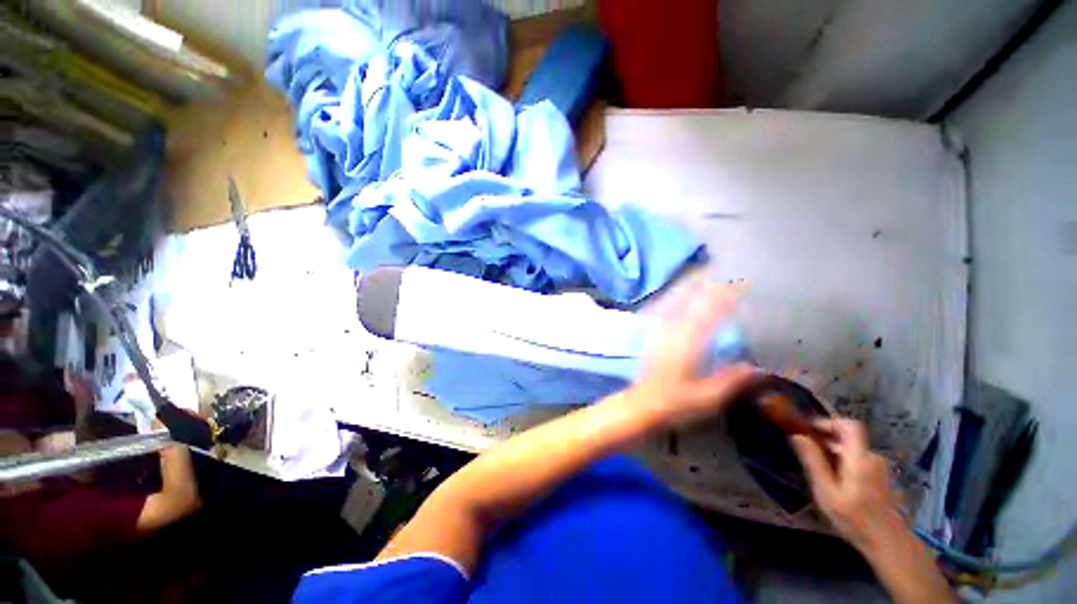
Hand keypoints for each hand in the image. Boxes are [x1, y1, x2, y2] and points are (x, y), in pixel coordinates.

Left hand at [626, 283, 758, 427]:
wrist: (641, 405)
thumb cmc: (674, 403)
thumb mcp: (708, 397)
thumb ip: (732, 381)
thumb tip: (757, 368)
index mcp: (688, 344)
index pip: (709, 314)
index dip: (724, 299)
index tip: (739, 286)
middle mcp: (673, 333)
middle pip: (692, 305)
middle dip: (709, 292)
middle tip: (726, 281)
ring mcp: (661, 335)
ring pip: (678, 307)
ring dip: (693, 296)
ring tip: (707, 285)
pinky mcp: (655, 340)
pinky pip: (669, 315)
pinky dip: (679, 306)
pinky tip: (682, 305)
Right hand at [791, 419, 905, 554]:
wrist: (887, 542)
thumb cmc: (853, 517)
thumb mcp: (826, 491)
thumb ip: (813, 461)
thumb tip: (797, 435)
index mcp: (859, 457)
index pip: (849, 425)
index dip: (829, 422)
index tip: (809, 430)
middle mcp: (871, 457)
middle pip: (847, 437)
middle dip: (825, 440)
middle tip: (807, 453)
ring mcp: (878, 467)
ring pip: (851, 449)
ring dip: (832, 452)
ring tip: (817, 470)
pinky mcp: (879, 476)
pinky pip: (856, 459)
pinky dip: (842, 462)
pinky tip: (833, 481)